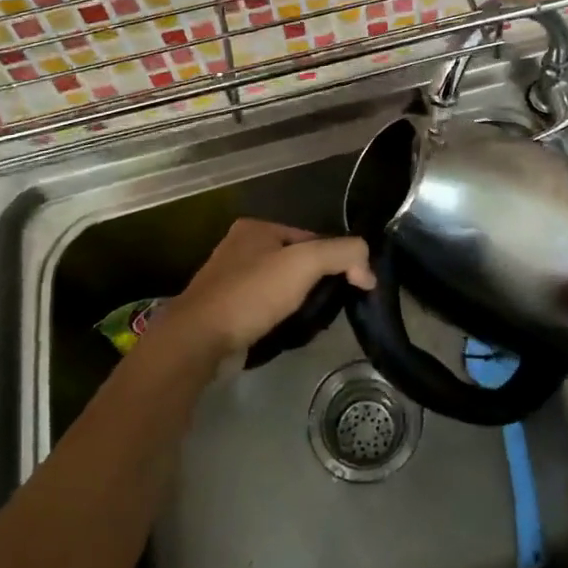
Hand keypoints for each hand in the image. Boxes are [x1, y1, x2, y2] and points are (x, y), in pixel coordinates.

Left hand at [156, 219, 374, 362]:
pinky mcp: (224, 310)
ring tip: (311, 323)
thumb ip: (344, 254)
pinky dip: (279, 318)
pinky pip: (264, 308)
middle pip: (296, 262)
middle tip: (330, 307)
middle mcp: (240, 247)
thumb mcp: (306, 263)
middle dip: (315, 283)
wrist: (198, 340)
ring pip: (281, 287)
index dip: (335, 259)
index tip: (350, 286)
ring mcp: (229, 280)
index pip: (311, 238)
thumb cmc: (252, 294)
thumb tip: (368, 270)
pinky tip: (287, 333)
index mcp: (256, 227)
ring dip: (299, 303)